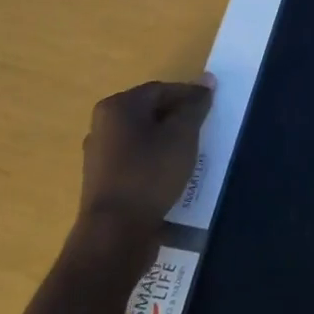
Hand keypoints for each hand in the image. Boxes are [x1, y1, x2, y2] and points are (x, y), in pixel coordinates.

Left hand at [79, 75, 214, 250]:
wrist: (115, 233)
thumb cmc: (150, 174)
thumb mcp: (182, 135)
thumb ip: (195, 106)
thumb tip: (207, 80)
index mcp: (117, 107)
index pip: (162, 90)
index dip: (190, 96)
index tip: (214, 109)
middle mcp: (102, 125)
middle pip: (150, 112)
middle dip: (179, 119)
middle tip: (205, 131)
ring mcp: (99, 154)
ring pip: (144, 137)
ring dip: (169, 141)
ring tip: (193, 154)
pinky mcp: (103, 180)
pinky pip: (136, 159)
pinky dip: (156, 160)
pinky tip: (173, 174)